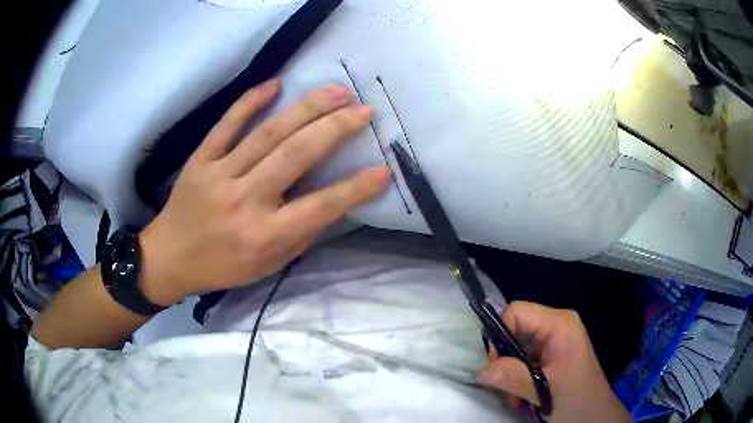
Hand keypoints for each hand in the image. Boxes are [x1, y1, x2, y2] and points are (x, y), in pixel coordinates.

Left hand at [138, 79, 390, 304]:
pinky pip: (226, 125)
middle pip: (296, 155)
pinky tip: (275, 84)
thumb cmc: (222, 267)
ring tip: (336, 91)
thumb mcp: (268, 265)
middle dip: (335, 128)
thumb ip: (301, 234)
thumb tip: (333, 202)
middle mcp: (245, 202)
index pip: (320, 207)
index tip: (384, 170)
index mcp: (264, 235)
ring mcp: (219, 175)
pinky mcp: (200, 160)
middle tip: (363, 109)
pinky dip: (250, 102)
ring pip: (267, 134)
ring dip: (306, 108)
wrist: (169, 257)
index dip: (355, 188)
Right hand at [476, 301, 630, 422]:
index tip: (499, 367)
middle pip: (514, 329)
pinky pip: (525, 357)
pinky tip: (524, 394)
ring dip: (510, 373)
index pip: (516, 312)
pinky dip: (518, 377)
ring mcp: (555, 339)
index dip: (500, 336)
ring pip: (517, 346)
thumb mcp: (543, 391)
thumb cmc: (576, 400)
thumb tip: (480, 371)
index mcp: (560, 324)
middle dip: (505, 360)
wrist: (594, 416)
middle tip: (507, 388)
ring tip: (517, 397)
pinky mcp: (553, 354)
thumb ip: (512, 378)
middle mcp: (557, 325)